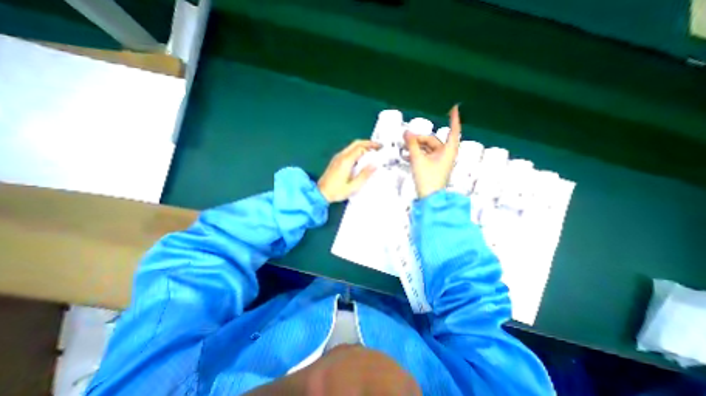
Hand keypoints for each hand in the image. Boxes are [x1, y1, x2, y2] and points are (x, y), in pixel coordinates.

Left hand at [317, 138, 379, 202]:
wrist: (321, 193)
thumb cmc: (336, 191)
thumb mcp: (353, 186)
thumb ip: (364, 175)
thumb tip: (374, 166)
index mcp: (346, 161)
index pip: (360, 148)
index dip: (371, 146)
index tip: (380, 148)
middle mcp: (341, 157)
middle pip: (356, 143)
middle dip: (368, 143)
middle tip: (378, 146)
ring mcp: (337, 158)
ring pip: (352, 146)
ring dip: (363, 146)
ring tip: (372, 152)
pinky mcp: (336, 161)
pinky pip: (348, 151)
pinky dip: (357, 151)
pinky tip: (361, 158)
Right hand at [406, 104, 460, 198]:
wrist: (430, 198)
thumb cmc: (427, 178)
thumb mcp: (418, 159)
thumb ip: (412, 145)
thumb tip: (406, 132)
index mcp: (448, 151)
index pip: (453, 131)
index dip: (454, 119)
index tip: (454, 108)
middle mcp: (446, 154)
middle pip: (434, 141)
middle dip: (420, 139)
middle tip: (406, 140)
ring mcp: (440, 162)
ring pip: (428, 149)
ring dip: (417, 147)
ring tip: (405, 149)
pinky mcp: (435, 168)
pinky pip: (427, 156)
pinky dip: (419, 154)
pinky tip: (408, 155)